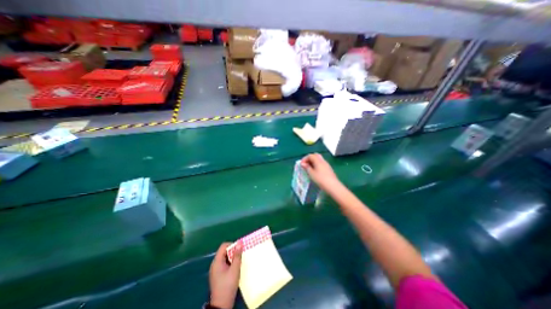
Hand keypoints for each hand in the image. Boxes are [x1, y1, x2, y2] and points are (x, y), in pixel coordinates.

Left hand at [208, 243, 240, 307]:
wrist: (221, 305)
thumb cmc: (228, 285)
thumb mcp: (235, 269)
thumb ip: (237, 255)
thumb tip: (240, 242)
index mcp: (217, 261)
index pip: (224, 246)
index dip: (232, 245)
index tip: (239, 250)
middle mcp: (214, 264)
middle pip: (224, 251)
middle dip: (233, 252)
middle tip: (240, 256)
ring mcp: (215, 270)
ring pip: (224, 258)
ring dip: (232, 258)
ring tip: (239, 262)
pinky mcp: (217, 275)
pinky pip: (224, 264)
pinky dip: (230, 264)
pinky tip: (235, 269)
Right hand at [301, 152, 340, 191]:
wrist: (333, 186)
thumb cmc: (320, 179)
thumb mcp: (311, 173)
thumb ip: (307, 167)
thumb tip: (303, 163)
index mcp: (318, 160)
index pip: (310, 155)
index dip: (304, 158)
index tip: (301, 164)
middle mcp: (323, 160)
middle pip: (315, 155)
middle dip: (309, 158)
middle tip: (305, 164)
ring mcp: (326, 164)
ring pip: (319, 159)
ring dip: (313, 162)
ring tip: (309, 168)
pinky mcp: (328, 168)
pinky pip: (321, 163)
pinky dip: (317, 164)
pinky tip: (315, 171)